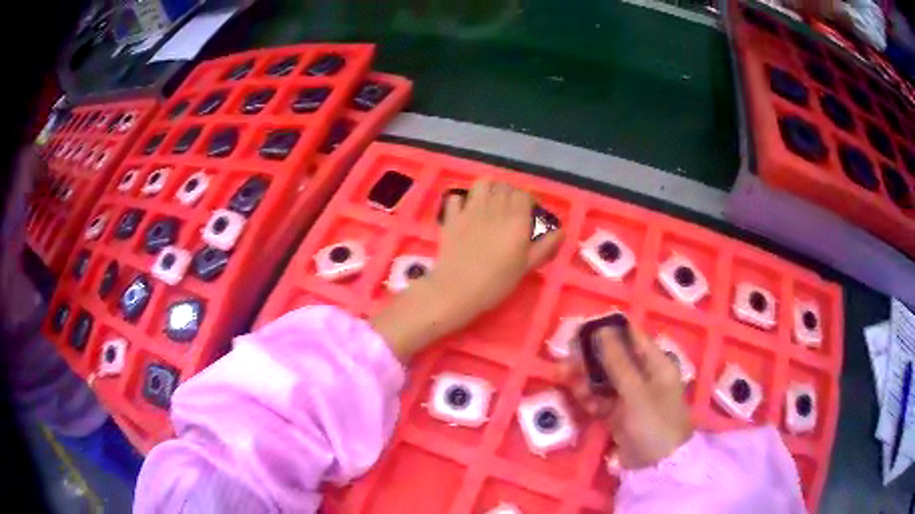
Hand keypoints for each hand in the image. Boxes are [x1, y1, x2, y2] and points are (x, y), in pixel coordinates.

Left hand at [370, 179, 562, 361]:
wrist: (457, 289)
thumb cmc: (496, 282)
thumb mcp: (526, 266)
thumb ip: (545, 246)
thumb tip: (561, 231)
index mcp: (516, 219)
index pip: (524, 195)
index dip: (528, 201)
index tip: (529, 213)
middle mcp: (495, 208)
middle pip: (505, 187)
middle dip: (510, 193)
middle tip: (511, 209)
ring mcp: (471, 210)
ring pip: (483, 184)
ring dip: (489, 189)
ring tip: (490, 202)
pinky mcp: (452, 217)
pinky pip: (456, 197)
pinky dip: (462, 200)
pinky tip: (465, 210)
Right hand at [560, 326, 692, 468]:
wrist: (656, 465)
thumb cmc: (654, 421)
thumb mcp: (636, 391)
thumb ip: (618, 362)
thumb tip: (602, 329)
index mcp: (657, 364)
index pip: (633, 338)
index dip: (610, 331)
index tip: (583, 327)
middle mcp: (645, 377)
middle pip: (615, 359)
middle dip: (591, 356)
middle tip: (567, 354)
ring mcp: (631, 397)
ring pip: (605, 380)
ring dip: (585, 377)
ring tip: (562, 373)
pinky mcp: (619, 415)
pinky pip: (601, 400)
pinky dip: (589, 397)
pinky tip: (576, 394)